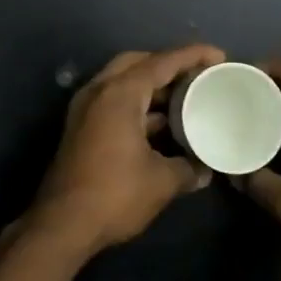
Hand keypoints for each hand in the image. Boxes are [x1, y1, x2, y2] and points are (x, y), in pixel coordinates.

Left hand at [24, 44, 226, 257]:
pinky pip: (114, 102)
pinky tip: (162, 126)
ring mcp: (86, 109)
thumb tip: (205, 170)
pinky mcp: (81, 128)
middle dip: (168, 65)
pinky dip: (138, 106)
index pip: (161, 62)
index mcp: (119, 93)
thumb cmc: (114, 194)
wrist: (62, 225)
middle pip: (137, 63)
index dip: (192, 56)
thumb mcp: (161, 181)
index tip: (219, 56)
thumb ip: (188, 169)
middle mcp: (99, 91)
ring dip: (152, 88)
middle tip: (197, 75)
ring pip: (123, 83)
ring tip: (185, 99)